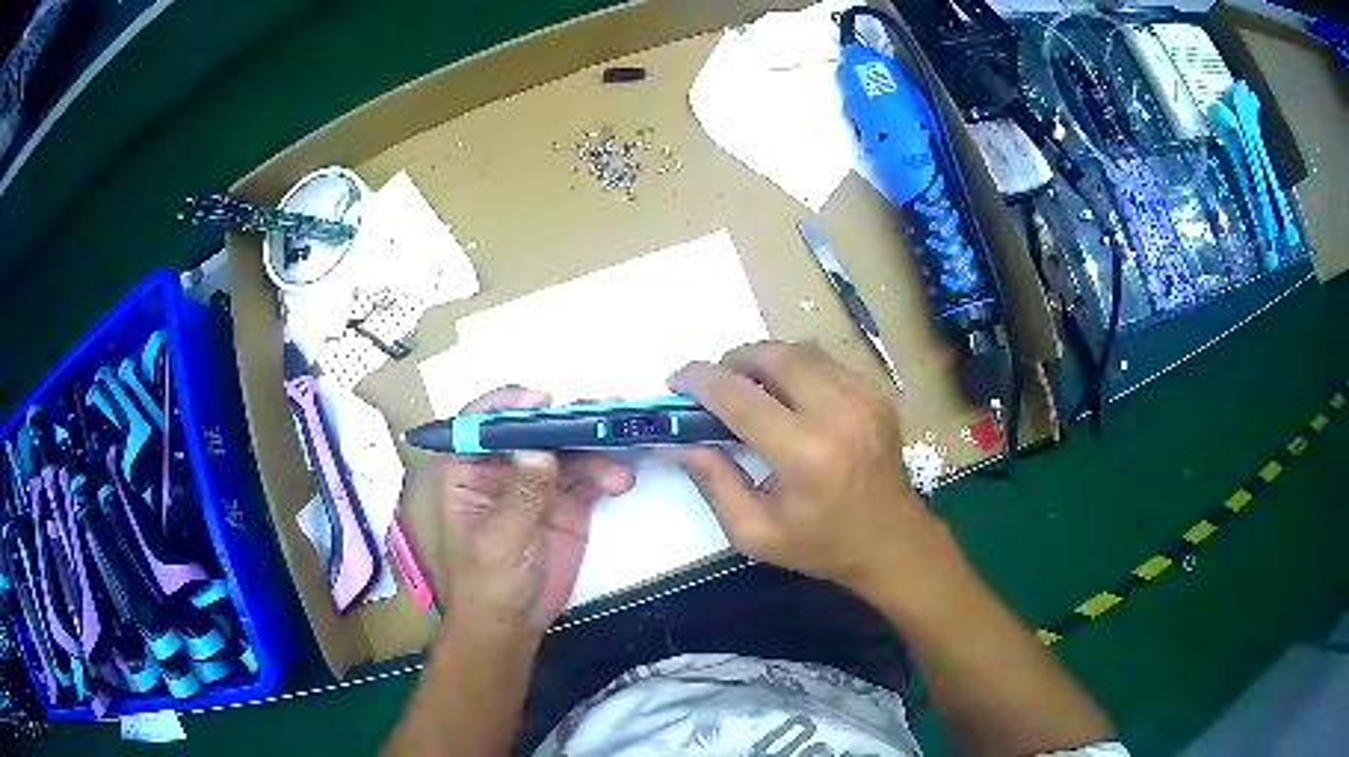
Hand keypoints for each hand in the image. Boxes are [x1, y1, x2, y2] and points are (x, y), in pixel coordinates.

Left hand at [433, 387, 634, 638]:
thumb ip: (521, 495)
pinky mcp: (567, 502)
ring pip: (567, 449)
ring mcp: (538, 483)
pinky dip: (608, 471)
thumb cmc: (487, 583)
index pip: (480, 423)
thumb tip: (539, 449)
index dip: (508, 404)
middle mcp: (503, 468)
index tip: (542, 400)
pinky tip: (622, 479)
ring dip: (596, 446)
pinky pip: (589, 475)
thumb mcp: (499, 541)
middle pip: (533, 429)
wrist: (513, 625)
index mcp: (469, 471)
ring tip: (621, 454)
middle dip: (566, 419)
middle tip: (602, 414)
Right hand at [668, 341, 940, 598]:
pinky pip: (825, 361)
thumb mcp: (754, 533)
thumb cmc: (821, 545)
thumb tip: (683, 442)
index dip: (700, 380)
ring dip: (764, 359)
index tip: (676, 381)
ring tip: (748, 386)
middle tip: (715, 384)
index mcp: (805, 455)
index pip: (740, 396)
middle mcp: (838, 414)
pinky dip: (796, 368)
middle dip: (733, 360)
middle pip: (773, 356)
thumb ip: (714, 484)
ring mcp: (864, 397)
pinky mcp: (876, 393)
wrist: (891, 541)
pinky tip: (787, 395)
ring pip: (800, 351)